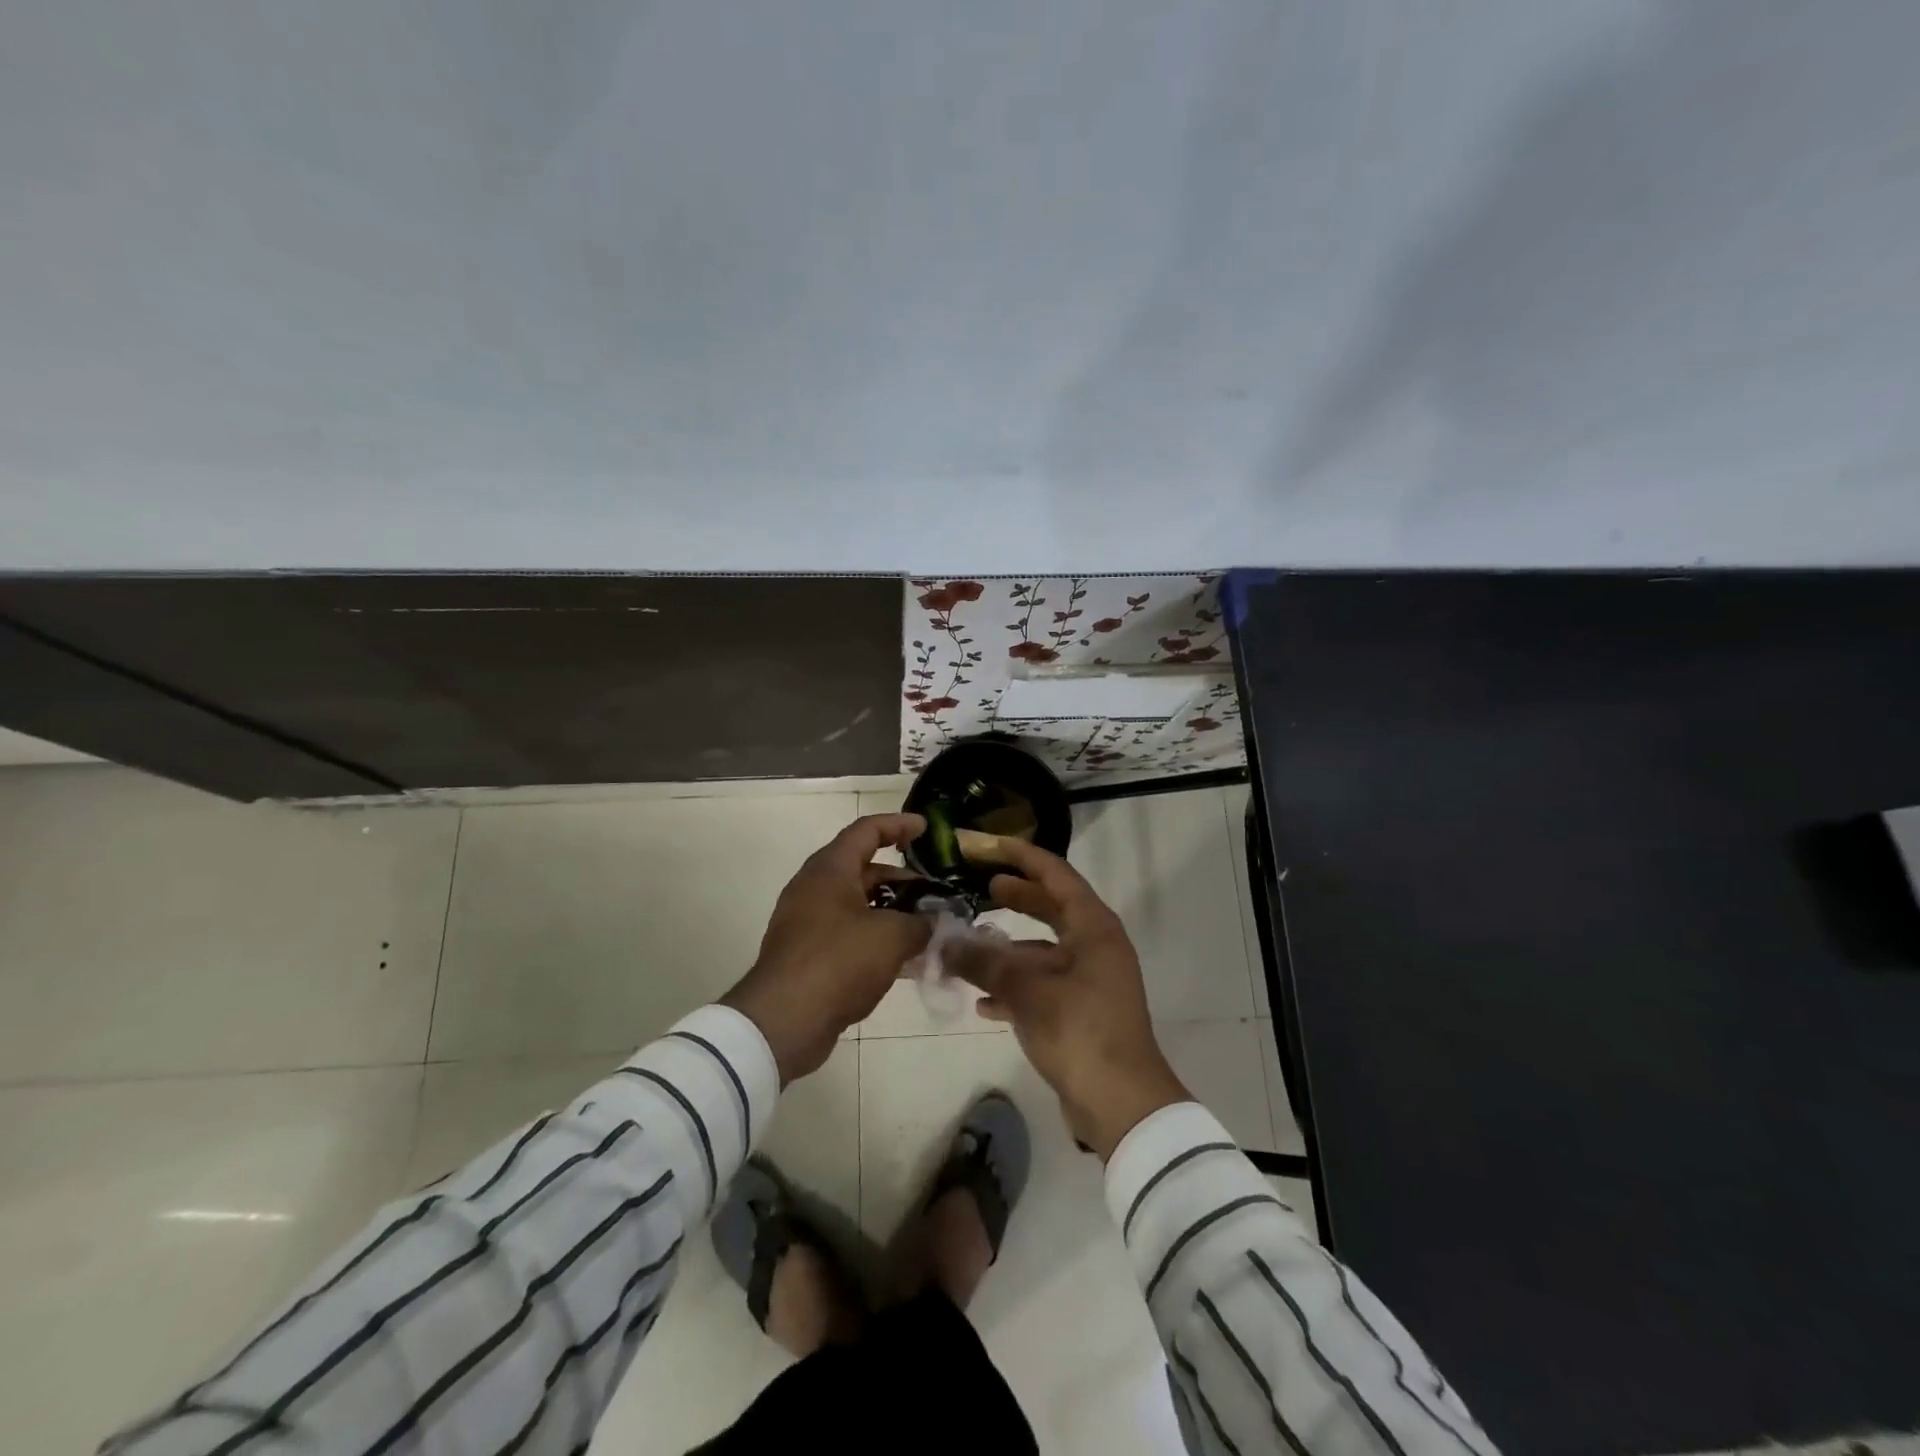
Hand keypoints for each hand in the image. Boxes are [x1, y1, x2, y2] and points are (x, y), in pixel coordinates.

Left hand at [721, 813, 930, 1082]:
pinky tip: (904, 960)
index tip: (925, 829)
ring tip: (926, 927)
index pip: (867, 831)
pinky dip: (876, 938)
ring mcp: (807, 922)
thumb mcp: (892, 937)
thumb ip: (920, 923)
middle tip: (934, 893)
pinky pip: (848, 934)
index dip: (898, 825)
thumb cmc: (839, 962)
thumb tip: (932, 922)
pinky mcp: (807, 954)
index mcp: (830, 869)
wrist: (783, 1021)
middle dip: (901, 879)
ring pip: (858, 905)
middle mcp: (814, 888)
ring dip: (891, 912)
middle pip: (863, 869)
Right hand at [944, 838, 1189, 1158]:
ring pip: (1043, 950)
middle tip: (981, 887)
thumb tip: (948, 941)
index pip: (1056, 875)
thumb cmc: (1081, 1031)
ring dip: (1008, 949)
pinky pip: (1043, 985)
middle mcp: (1095, 946)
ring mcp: (1090, 979)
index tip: (989, 846)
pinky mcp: (1081, 1011)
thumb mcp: (1029, 992)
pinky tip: (982, 1002)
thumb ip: (986, 962)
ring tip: (969, 946)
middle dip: (1017, 897)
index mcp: (1094, 928)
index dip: (1022, 857)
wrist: (1122, 1103)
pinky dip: (1015, 988)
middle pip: (1051, 908)